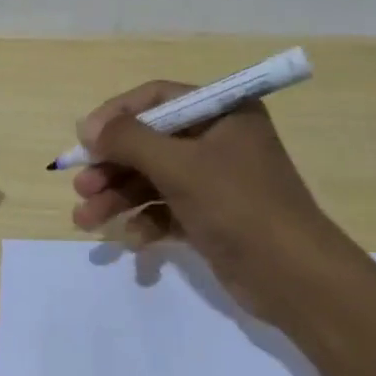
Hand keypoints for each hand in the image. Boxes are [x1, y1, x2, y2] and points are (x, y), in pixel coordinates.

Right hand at [69, 81, 349, 320]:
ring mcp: (215, 180)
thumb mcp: (179, 166)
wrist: (294, 277)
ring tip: (85, 219)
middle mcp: (218, 139)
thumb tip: (88, 127)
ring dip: (118, 197)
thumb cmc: (238, 205)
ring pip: (153, 179)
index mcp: (222, 112)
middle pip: (150, 142)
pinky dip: (146, 221)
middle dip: (112, 166)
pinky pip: (167, 209)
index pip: (157, 98)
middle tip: (81, 187)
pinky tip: (133, 240)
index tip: (84, 140)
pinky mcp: (211, 216)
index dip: (116, 116)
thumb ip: (129, 140)